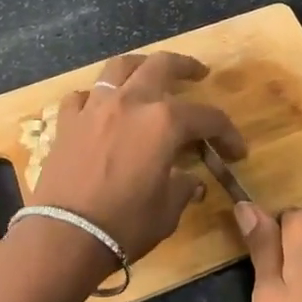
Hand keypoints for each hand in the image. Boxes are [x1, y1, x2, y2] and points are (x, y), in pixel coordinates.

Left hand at [30, 52, 244, 262]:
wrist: (65, 236)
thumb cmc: (125, 224)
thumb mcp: (167, 211)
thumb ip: (182, 188)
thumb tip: (190, 182)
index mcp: (164, 122)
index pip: (207, 117)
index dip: (227, 133)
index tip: (236, 151)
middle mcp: (131, 102)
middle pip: (162, 66)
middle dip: (185, 66)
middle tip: (198, 74)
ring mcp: (95, 108)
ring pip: (119, 68)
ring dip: (139, 66)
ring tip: (148, 74)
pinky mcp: (67, 122)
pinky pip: (82, 96)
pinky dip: (95, 98)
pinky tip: (100, 108)